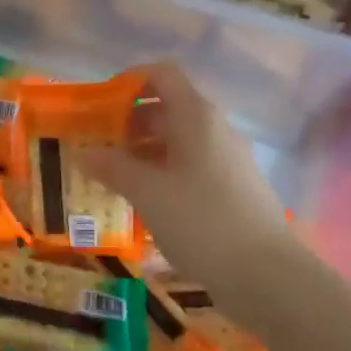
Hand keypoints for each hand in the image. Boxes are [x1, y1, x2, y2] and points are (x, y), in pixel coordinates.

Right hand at [85, 63, 294, 281]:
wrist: (267, 275)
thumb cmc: (202, 221)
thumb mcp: (148, 192)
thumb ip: (112, 167)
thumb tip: (84, 151)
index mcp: (196, 117)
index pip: (162, 74)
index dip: (130, 81)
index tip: (101, 104)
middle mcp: (215, 129)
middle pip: (168, 108)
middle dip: (129, 124)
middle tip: (97, 147)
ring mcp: (227, 160)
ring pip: (178, 141)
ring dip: (143, 153)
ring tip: (112, 178)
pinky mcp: (232, 189)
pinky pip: (190, 167)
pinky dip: (163, 174)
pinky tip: (145, 202)